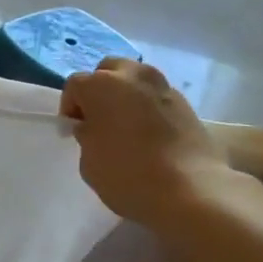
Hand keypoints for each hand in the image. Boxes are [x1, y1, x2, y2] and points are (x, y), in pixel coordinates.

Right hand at [59, 57, 227, 224]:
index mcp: (101, 84)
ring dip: (126, 96)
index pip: (75, 85)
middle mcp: (132, 76)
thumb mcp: (88, 161)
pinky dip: (149, 108)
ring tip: (126, 126)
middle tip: (99, 119)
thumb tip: (93, 127)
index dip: (70, 108)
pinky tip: (151, 135)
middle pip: (108, 70)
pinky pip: (157, 98)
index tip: (74, 131)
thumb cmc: (128, 175)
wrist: (192, 190)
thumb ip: (87, 135)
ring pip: (136, 80)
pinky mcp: (186, 104)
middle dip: (99, 90)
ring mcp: (163, 87)